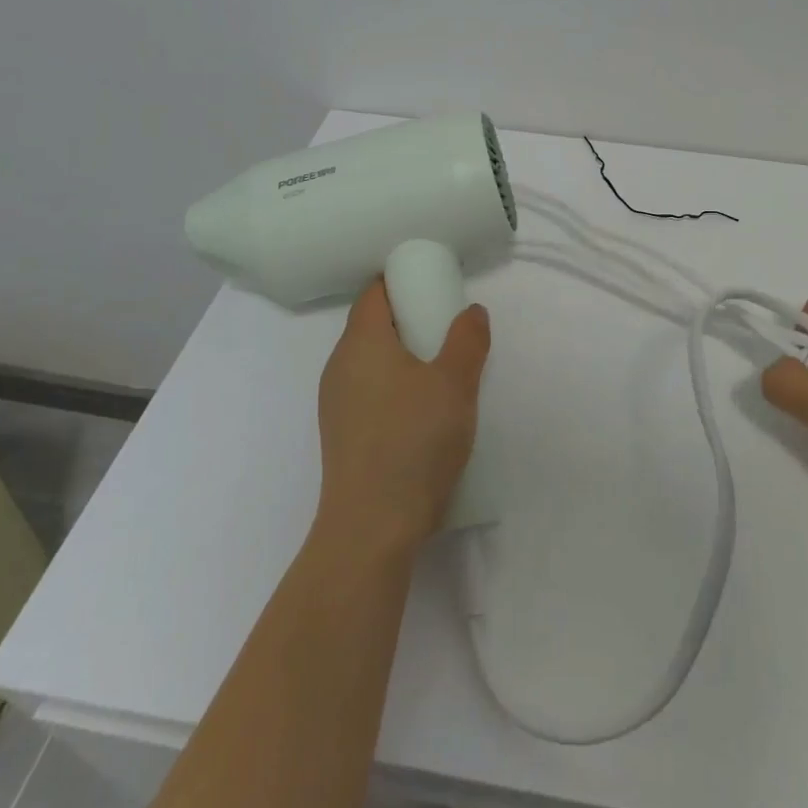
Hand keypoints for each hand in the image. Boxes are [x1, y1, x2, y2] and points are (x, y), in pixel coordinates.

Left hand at [314, 279, 490, 555]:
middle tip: (447, 325)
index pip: (374, 293)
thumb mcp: (455, 383)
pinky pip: (368, 390)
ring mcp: (335, 403)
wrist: (372, 527)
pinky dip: (393, 384)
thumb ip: (467, 340)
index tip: (433, 283)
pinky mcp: (342, 434)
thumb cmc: (414, 441)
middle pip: (372, 325)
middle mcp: (339, 366)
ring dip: (402, 354)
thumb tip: (472, 311)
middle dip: (408, 318)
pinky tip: (421, 408)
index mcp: (361, 342)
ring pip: (370, 360)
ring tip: (441, 368)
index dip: (401, 280)